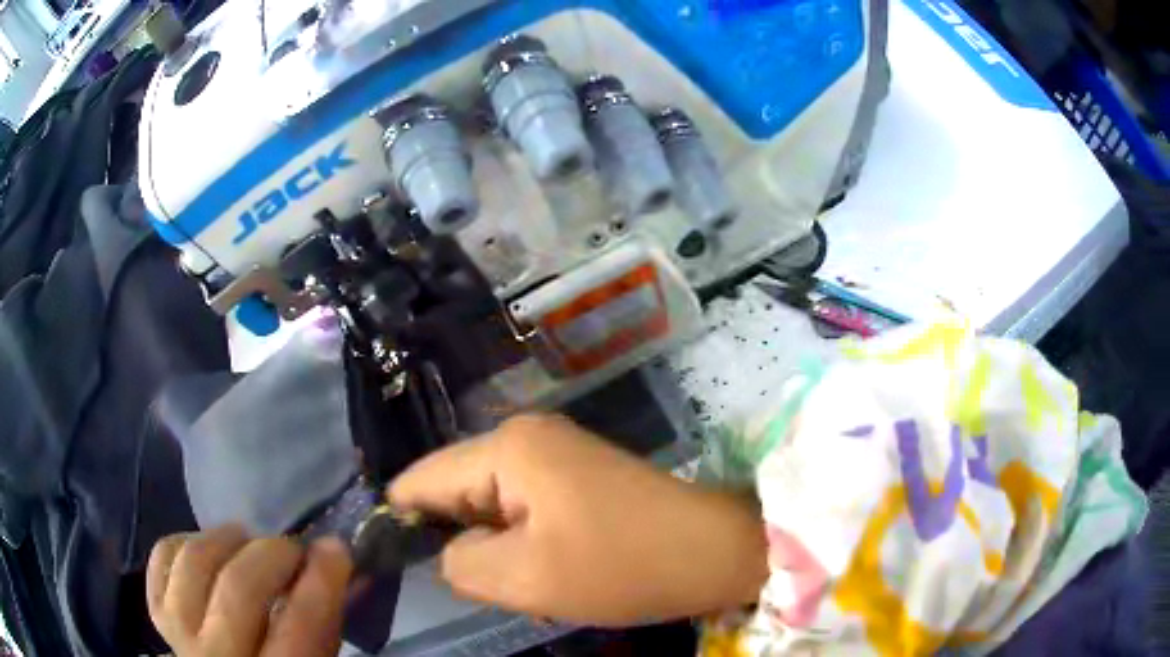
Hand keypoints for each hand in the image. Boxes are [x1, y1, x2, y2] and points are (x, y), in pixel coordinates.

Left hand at [146, 526, 352, 656]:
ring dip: (228, 539)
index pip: (298, 628)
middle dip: (273, 553)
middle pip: (238, 588)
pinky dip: (188, 540)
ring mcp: (179, 630)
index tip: (335, 548)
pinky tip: (212, 552)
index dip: (320, 582)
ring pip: (195, 561)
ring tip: (249, 542)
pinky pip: (164, 554)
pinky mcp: (157, 608)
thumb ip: (322, 621)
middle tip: (293, 548)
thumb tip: (334, 558)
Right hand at [389, 414, 767, 626]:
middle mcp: (525, 436)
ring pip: (489, 501)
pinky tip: (547, 566)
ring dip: (495, 543)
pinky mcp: (576, 471)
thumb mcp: (525, 578)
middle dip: (460, 538)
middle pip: (455, 488)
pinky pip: (522, 504)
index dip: (403, 522)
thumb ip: (460, 562)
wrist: (714, 550)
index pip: (420, 479)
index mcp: (506, 448)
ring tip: (522, 578)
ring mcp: (555, 451)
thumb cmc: (622, 566)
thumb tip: (449, 550)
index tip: (401, 566)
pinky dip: (522, 538)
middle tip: (486, 583)